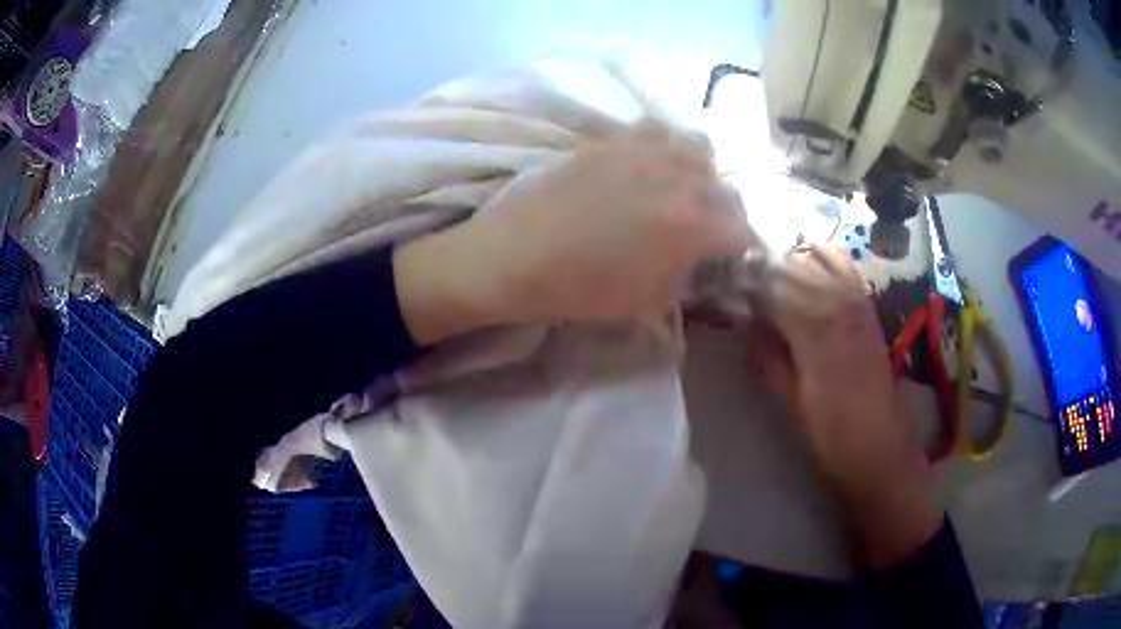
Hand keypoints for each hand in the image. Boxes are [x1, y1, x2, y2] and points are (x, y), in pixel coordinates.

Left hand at [394, 123, 750, 344]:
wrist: (511, 257)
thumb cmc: (578, 290)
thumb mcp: (647, 300)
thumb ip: (687, 275)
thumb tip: (702, 260)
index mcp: (690, 225)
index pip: (741, 229)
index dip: (739, 246)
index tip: (729, 256)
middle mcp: (676, 178)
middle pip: (724, 186)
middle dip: (723, 210)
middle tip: (706, 227)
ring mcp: (642, 151)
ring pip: (697, 148)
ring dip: (700, 171)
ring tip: (682, 189)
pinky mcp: (610, 139)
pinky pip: (655, 130)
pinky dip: (664, 146)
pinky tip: (649, 164)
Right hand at [756, 243, 941, 568]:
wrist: (882, 453)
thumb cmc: (832, 439)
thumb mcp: (792, 407)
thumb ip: (770, 359)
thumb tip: (746, 324)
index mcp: (817, 335)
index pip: (774, 290)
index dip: (745, 284)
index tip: (721, 284)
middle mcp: (841, 309)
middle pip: (797, 266)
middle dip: (764, 267)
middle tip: (737, 277)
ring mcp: (860, 307)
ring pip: (823, 259)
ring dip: (793, 258)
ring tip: (768, 270)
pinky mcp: (870, 313)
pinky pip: (846, 270)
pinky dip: (825, 258)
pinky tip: (809, 263)